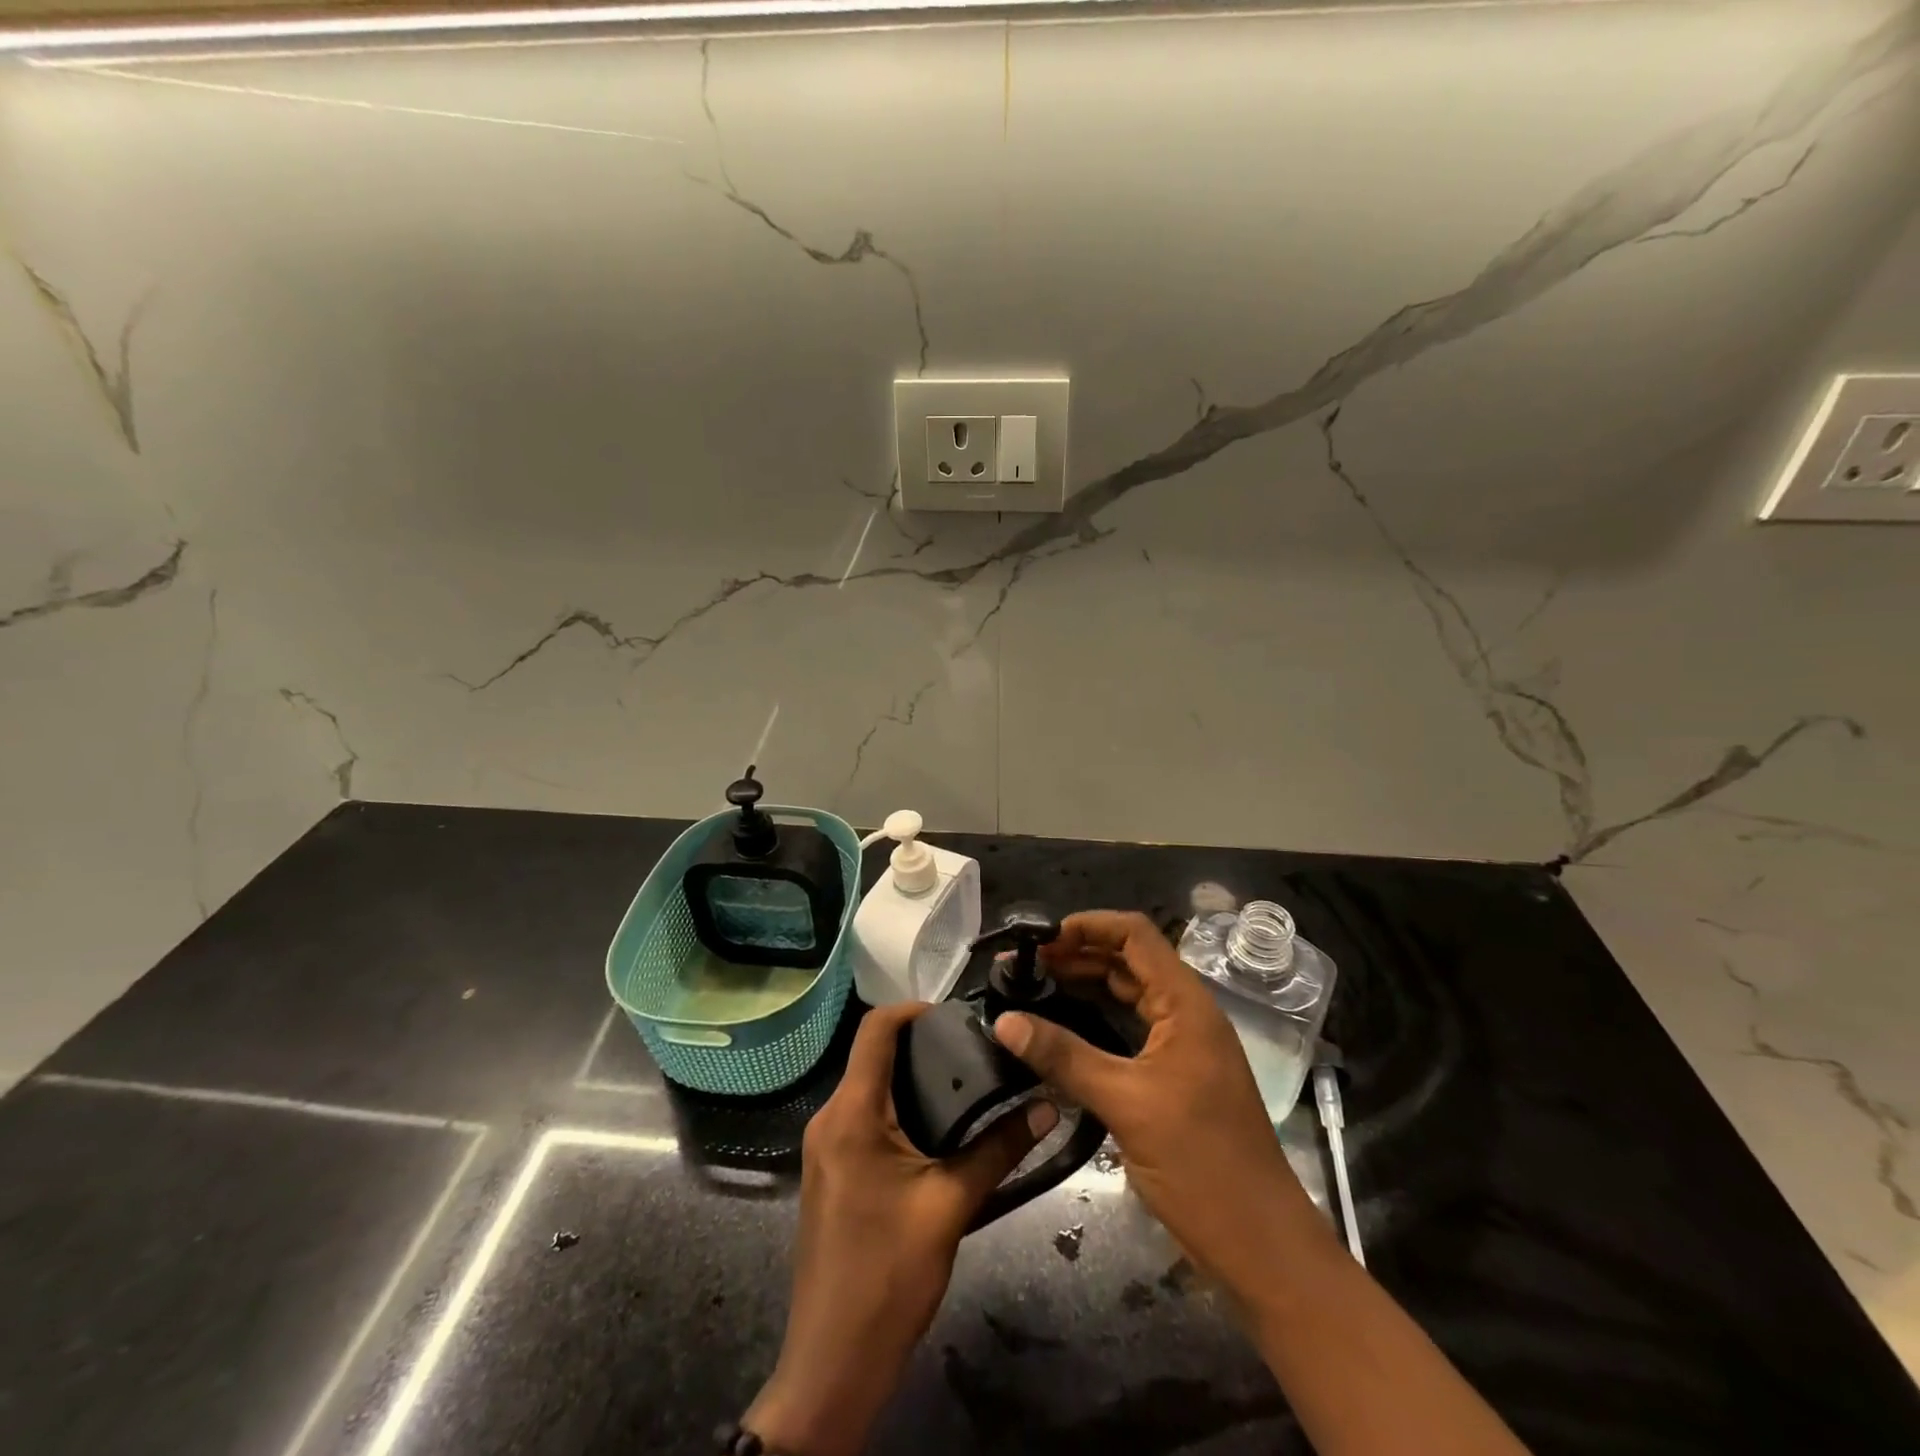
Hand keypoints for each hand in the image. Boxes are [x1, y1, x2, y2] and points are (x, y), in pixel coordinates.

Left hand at [746, 1001, 1057, 1455]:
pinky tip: (936, 1124)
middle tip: (974, 1048)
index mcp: (851, 1113)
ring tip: (964, 1079)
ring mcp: (824, 1147)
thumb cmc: (888, 1274)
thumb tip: (1046, 1105)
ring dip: (910, 1077)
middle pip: (872, 1056)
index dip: (913, 1009)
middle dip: (920, 1043)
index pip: (875, 1029)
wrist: (833, 1362)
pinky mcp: (830, 1170)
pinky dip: (897, 1107)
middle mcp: (829, 1118)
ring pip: (868, 1087)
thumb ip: (998, 1149)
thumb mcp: (950, 1205)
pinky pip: (863, 1117)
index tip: (958, 1014)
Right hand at [994, 911, 1333, 1303]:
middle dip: (1078, 955)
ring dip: (1086, 986)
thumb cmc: (1200, 1163)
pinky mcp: (1175, 1076)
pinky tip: (1063, 1030)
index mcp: (1186, 1004)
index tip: (1040, 937)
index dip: (1088, 926)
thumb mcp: (1125, 1103)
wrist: (1260, 1245)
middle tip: (1025, 966)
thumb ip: (1064, 1056)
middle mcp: (1187, 1014)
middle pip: (1130, 962)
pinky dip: (1097, 1021)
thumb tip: (1004, 1020)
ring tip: (1035, 988)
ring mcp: (1183, 1046)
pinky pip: (1131, 1030)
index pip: (1135, 935)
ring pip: (1129, 996)